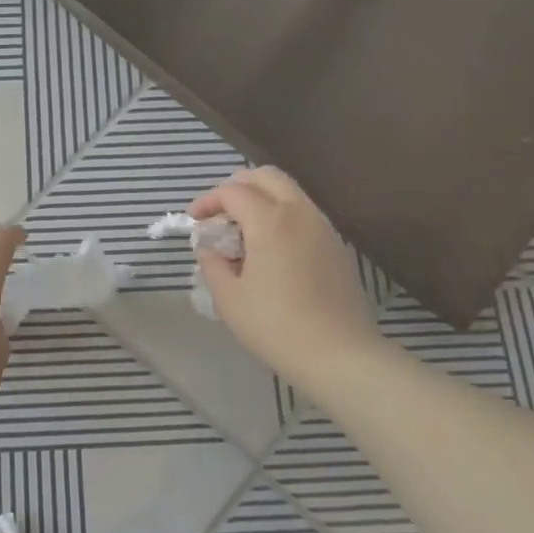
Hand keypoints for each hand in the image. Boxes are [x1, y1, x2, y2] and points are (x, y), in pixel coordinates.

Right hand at [192, 169, 380, 392]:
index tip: (194, 221)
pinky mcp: (337, 247)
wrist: (339, 355)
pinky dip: (282, 216)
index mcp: (270, 221)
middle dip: (238, 186)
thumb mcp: (229, 299)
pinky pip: (305, 214)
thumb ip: (213, 265)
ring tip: (244, 231)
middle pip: (267, 177)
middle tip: (220, 212)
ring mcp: (323, 228)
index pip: (233, 192)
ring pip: (290, 193)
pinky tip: (271, 249)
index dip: (208, 201)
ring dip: (262, 199)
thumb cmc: (276, 326)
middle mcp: (299, 214)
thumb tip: (210, 249)